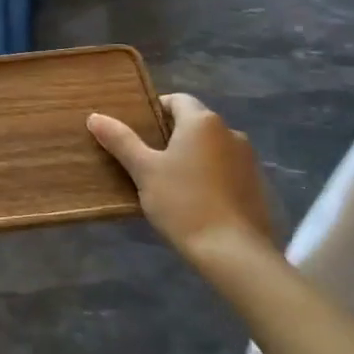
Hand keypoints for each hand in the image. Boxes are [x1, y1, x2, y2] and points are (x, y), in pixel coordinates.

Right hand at [88, 94, 271, 258]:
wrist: (235, 254)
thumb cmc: (184, 203)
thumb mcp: (144, 171)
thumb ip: (121, 141)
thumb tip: (95, 117)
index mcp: (202, 121)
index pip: (177, 100)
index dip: (155, 110)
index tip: (138, 131)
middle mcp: (230, 132)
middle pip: (195, 124)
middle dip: (172, 136)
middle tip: (148, 159)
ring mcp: (249, 160)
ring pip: (212, 148)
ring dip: (193, 157)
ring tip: (171, 183)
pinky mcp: (259, 186)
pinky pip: (227, 170)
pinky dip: (212, 177)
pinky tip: (197, 202)